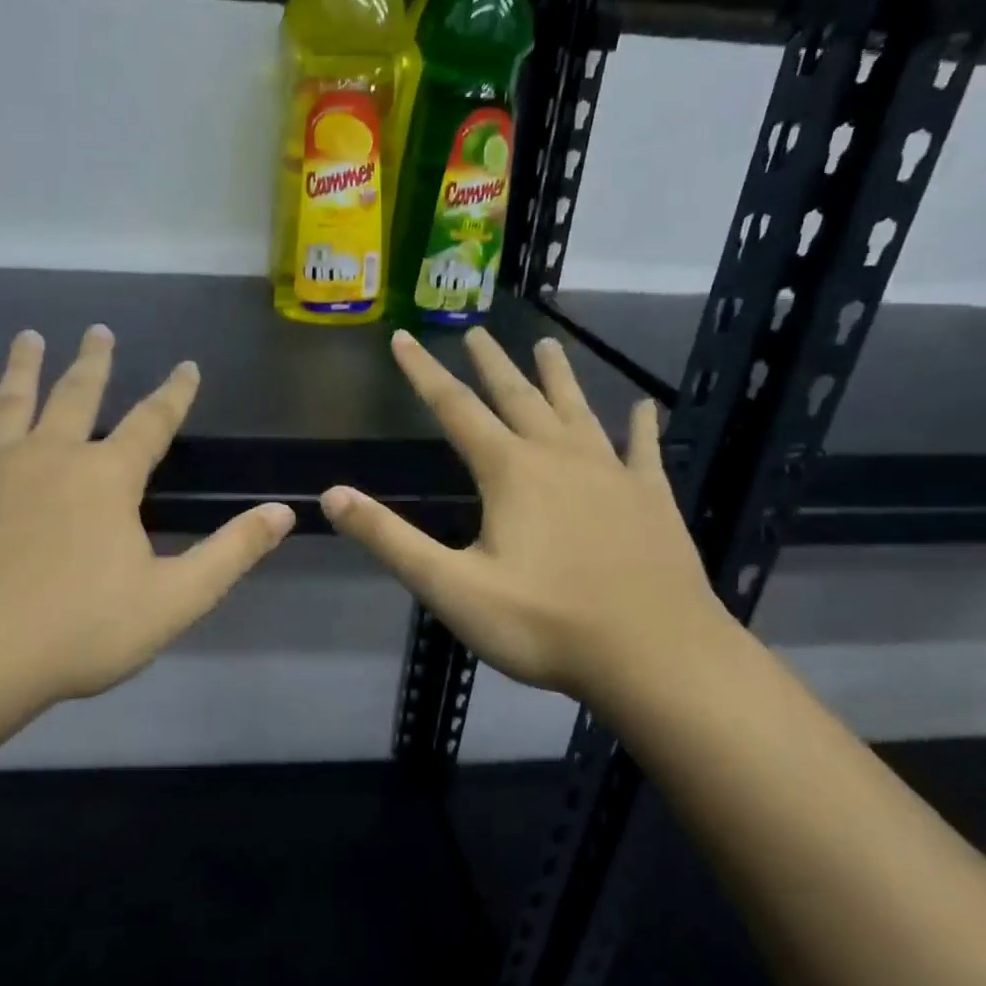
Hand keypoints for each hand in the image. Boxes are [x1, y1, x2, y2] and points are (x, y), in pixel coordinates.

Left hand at [0, 326, 294, 725]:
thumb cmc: (78, 632)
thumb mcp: (174, 599)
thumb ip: (231, 552)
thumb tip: (284, 511)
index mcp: (107, 479)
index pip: (152, 423)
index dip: (174, 394)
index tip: (186, 365)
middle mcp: (49, 457)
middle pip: (76, 396)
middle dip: (93, 363)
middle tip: (98, 330)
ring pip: (9, 404)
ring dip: (21, 368)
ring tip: (29, 337)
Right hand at [321, 328, 725, 699]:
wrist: (654, 654)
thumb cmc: (543, 623)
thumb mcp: (451, 588)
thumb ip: (390, 539)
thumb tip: (332, 495)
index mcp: (509, 472)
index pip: (454, 408)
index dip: (422, 372)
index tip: (403, 338)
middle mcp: (558, 457)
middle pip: (517, 396)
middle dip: (491, 363)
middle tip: (476, 332)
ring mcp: (611, 474)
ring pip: (577, 410)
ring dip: (558, 376)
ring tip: (547, 345)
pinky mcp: (651, 498)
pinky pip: (642, 450)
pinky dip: (639, 426)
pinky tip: (643, 408)